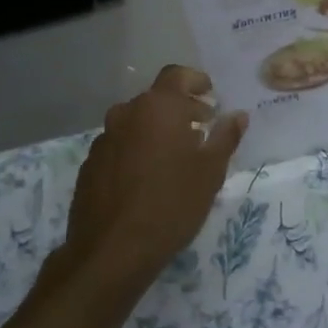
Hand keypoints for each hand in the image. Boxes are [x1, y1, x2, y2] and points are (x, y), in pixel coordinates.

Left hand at [57, 66, 248, 297]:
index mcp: (158, 107)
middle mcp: (126, 114)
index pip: (177, 75)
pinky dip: (136, 151)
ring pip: (135, 124)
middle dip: (180, 110)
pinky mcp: (89, 165)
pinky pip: (119, 147)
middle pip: (156, 100)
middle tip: (201, 130)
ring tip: (175, 158)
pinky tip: (147, 180)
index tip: (210, 97)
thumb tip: (238, 115)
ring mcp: (103, 139)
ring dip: (156, 131)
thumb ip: (226, 137)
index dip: (196, 81)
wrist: (112, 251)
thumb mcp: (211, 172)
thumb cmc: (172, 204)